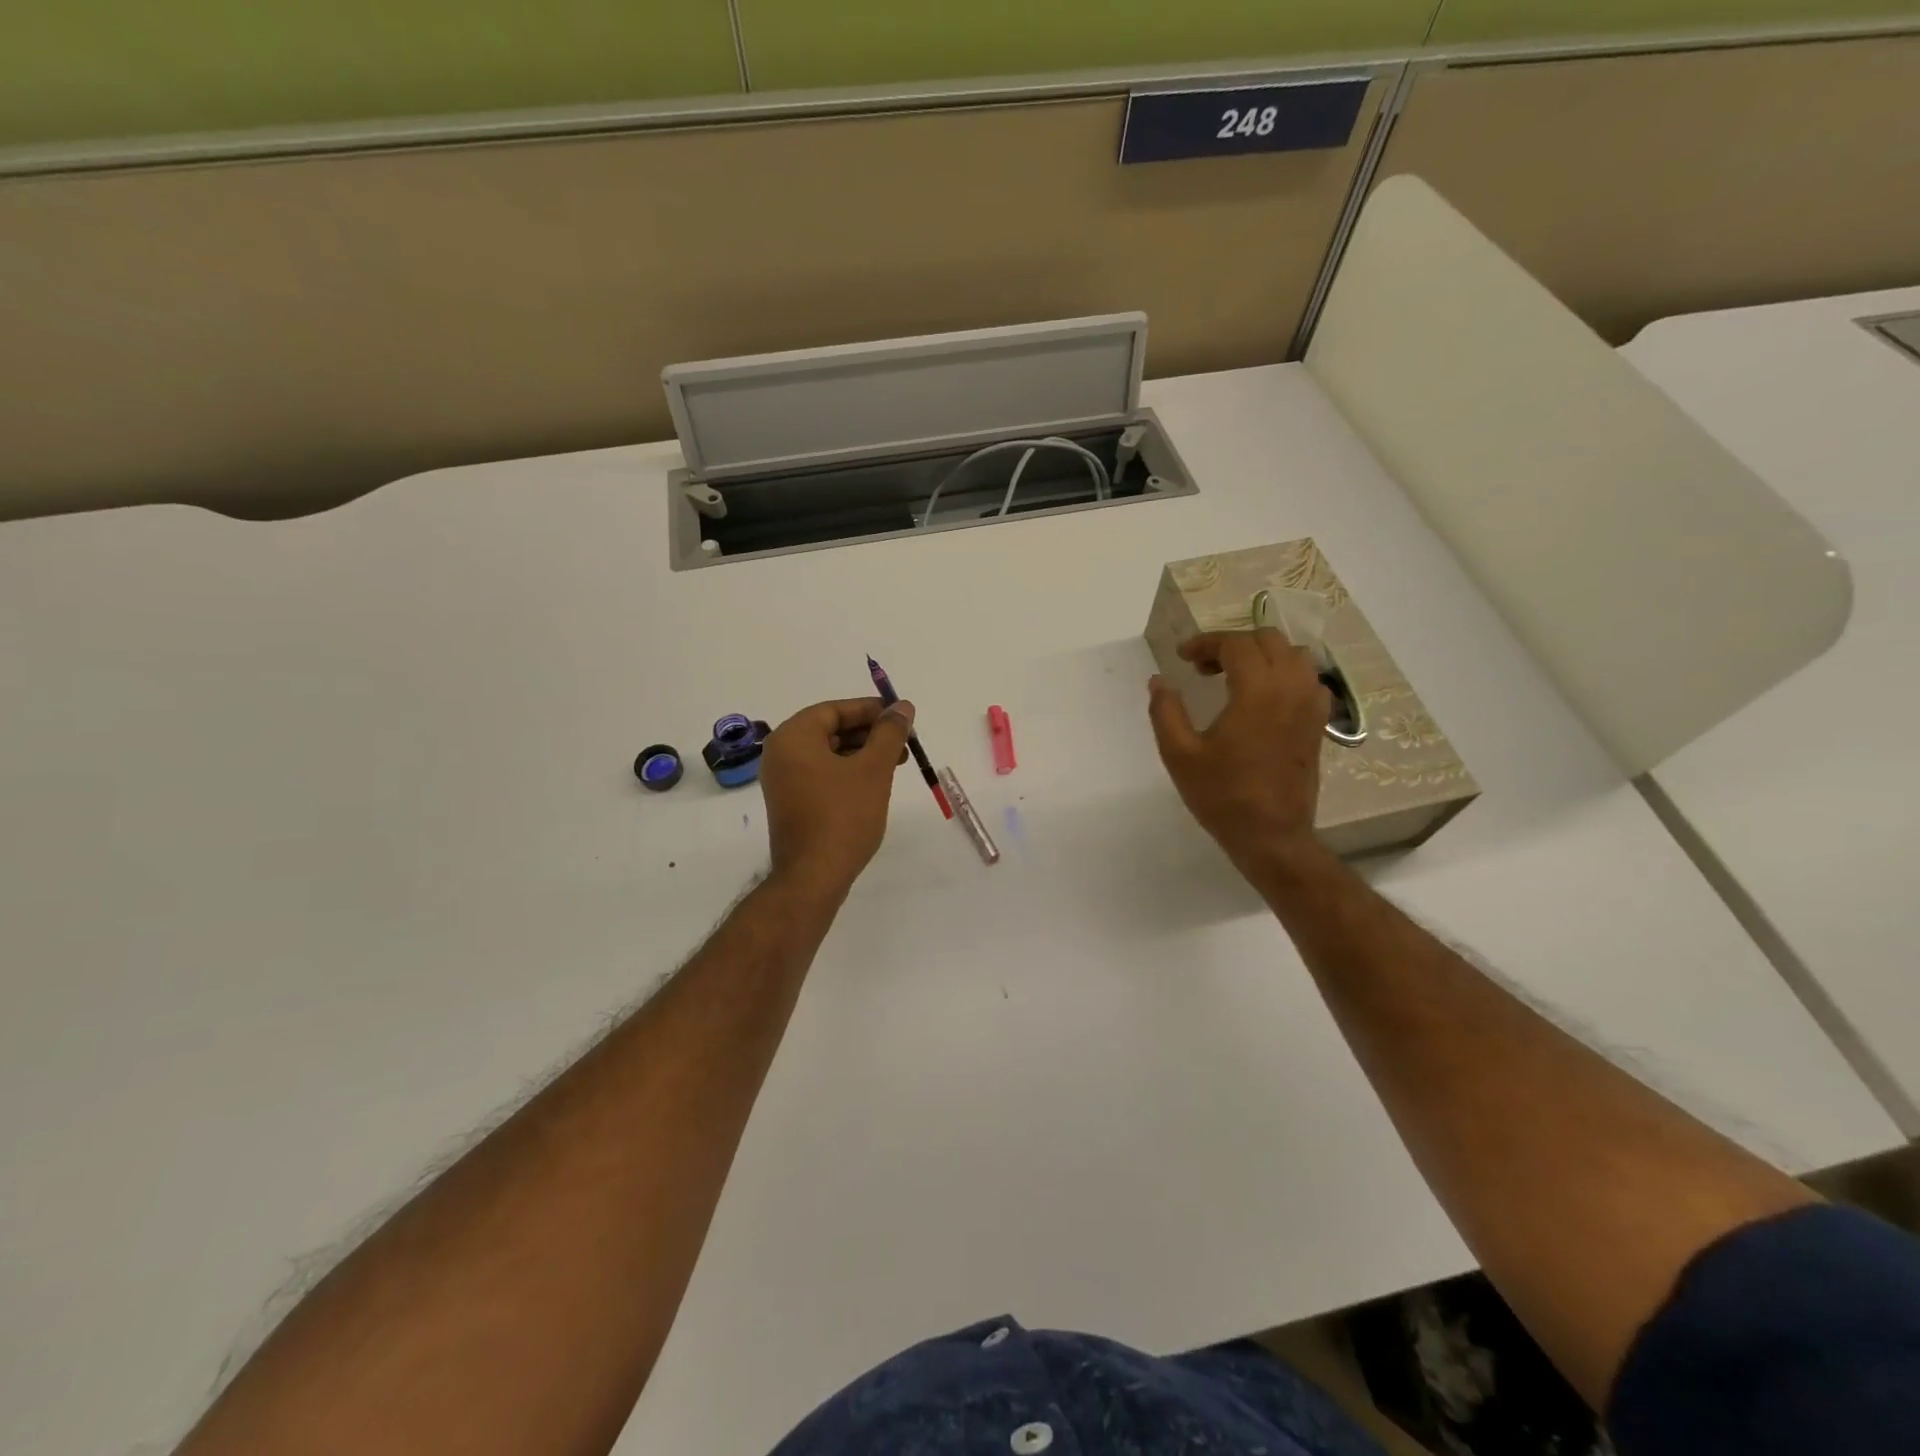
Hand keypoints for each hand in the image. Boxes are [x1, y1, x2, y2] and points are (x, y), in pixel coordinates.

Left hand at [758, 697, 916, 893]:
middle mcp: (780, 754)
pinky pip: (822, 774)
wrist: (814, 876)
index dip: (870, 710)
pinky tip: (874, 783)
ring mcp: (783, 780)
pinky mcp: (791, 803)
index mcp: (793, 737)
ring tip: (896, 763)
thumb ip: (889, 733)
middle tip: (904, 742)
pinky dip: (848, 772)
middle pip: (830, 729)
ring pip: (828, 753)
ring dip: (862, 753)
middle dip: (870, 733)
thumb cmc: (843, 816)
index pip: (834, 710)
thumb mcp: (873, 769)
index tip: (901, 717)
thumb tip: (902, 707)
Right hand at [1148, 629, 1331, 879]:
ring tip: (1236, 677)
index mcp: (1256, 691)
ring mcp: (1310, 705)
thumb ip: (1165, 711)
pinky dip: (1287, 675)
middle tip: (1204, 667)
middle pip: (1268, 640)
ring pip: (1295, 655)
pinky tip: (1265, 697)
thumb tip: (1158, 681)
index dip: (1205, 643)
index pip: (1235, 644)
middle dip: (1233, 645)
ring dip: (1263, 655)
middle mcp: (1290, 688)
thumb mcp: (1179, 754)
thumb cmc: (1221, 794)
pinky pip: (1310, 680)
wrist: (1270, 834)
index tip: (1182, 658)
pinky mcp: (1318, 723)